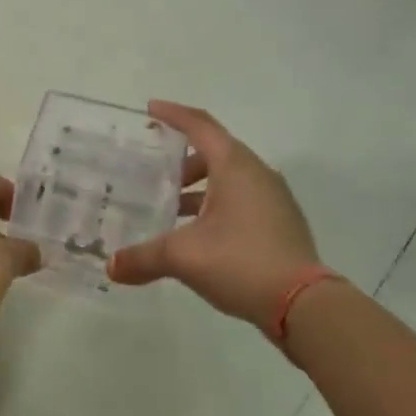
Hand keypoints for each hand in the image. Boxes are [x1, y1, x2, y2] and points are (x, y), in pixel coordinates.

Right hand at [108, 101, 320, 328]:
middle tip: (155, 176)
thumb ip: (143, 258)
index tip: (150, 109)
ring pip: (229, 178)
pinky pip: (243, 198)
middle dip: (182, 162)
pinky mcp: (281, 222)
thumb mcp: (184, 257)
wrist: (305, 305)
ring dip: (200, 187)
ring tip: (173, 209)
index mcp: (234, 166)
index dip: (173, 114)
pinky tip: (201, 233)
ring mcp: (274, 198)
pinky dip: (218, 204)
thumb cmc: (241, 262)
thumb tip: (111, 267)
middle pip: (214, 151)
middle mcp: (257, 173)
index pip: (200, 126)